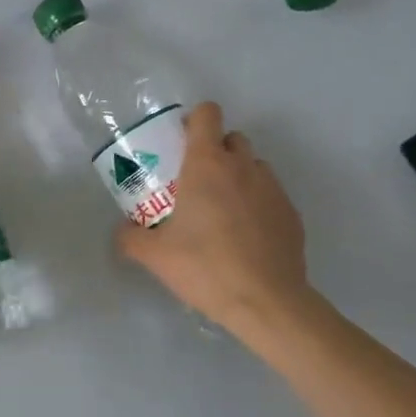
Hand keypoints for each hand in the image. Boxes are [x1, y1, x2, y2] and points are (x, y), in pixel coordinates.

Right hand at [116, 102, 312, 332]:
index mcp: (207, 165)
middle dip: (215, 150)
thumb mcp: (155, 256)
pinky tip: (245, 236)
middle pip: (232, 138)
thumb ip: (131, 238)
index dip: (193, 120)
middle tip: (196, 181)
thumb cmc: (205, 268)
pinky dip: (257, 204)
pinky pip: (270, 195)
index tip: (180, 142)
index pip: (207, 114)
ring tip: (222, 211)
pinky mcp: (292, 214)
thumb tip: (123, 231)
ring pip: (254, 166)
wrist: (267, 302)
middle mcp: (243, 167)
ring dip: (238, 176)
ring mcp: (273, 189)